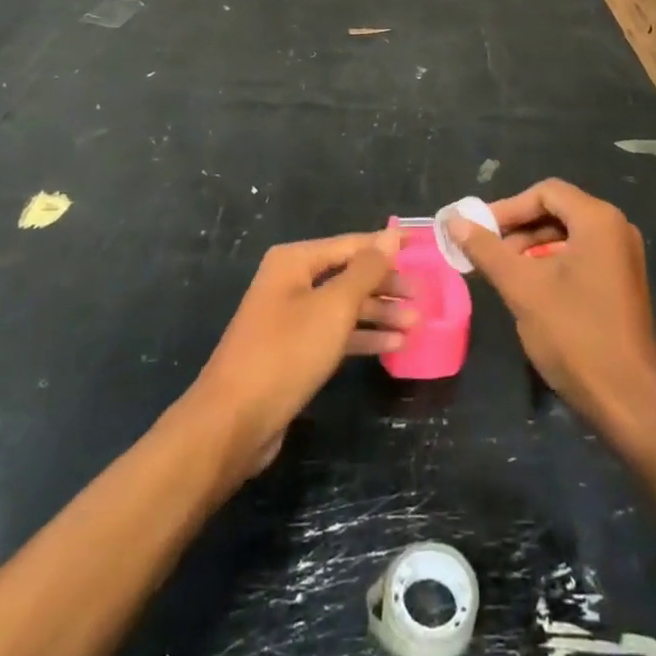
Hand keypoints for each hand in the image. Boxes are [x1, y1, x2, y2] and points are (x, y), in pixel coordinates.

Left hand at [188, 228, 413, 482]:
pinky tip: (393, 344)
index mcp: (294, 261)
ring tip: (416, 324)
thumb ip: (366, 270)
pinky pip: (335, 333)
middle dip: (386, 285)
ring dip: (379, 313)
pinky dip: (363, 336)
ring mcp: (290, 318)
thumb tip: (390, 234)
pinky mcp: (293, 351)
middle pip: (349, 275)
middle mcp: (290, 282)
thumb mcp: (334, 306)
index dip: (387, 246)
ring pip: (344, 306)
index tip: (422, 245)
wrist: (233, 422)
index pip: (352, 244)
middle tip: (423, 298)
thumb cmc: (286, 352)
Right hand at [447, 180, 655, 437]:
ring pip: (567, 237)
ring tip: (504, 275)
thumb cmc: (574, 334)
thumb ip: (487, 250)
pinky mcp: (622, 283)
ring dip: (532, 248)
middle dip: (518, 230)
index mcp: (598, 220)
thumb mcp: (522, 288)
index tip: (478, 232)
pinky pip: (581, 257)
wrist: (627, 400)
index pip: (546, 193)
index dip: (507, 208)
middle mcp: (616, 229)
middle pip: (557, 211)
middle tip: (486, 254)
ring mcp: (623, 257)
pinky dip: (552, 265)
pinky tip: (531, 291)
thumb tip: (454, 220)